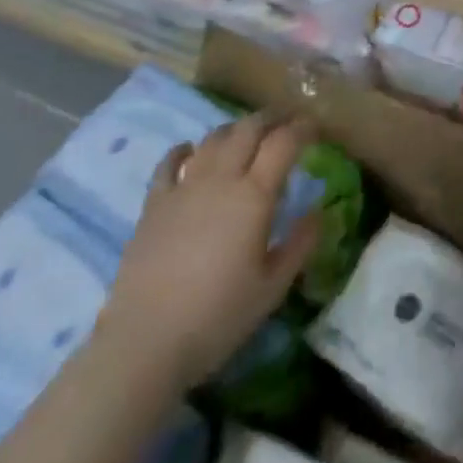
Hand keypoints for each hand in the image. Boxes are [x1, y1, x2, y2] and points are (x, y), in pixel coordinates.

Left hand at [96, 115, 321, 390]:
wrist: (144, 344)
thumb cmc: (218, 317)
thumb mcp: (273, 287)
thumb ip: (300, 244)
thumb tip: (318, 211)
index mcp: (254, 196)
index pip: (284, 143)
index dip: (303, 128)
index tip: (315, 127)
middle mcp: (220, 180)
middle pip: (248, 129)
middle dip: (271, 119)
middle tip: (287, 122)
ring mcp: (183, 189)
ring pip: (213, 139)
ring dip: (235, 130)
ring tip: (247, 136)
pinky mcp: (153, 205)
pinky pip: (169, 163)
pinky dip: (184, 150)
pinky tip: (191, 151)